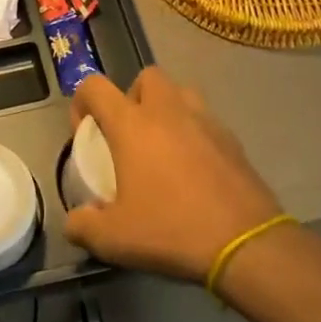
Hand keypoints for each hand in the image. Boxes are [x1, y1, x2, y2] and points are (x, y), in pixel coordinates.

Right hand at [64, 67, 284, 283]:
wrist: (246, 244)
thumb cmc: (172, 230)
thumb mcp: (115, 239)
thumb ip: (84, 226)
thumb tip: (74, 222)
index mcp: (131, 123)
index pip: (94, 86)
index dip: (82, 102)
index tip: (85, 133)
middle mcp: (166, 109)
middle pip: (145, 77)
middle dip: (133, 97)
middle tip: (130, 135)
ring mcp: (204, 120)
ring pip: (180, 93)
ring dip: (167, 110)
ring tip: (164, 146)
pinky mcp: (232, 139)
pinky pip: (206, 122)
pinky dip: (195, 134)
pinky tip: (195, 170)